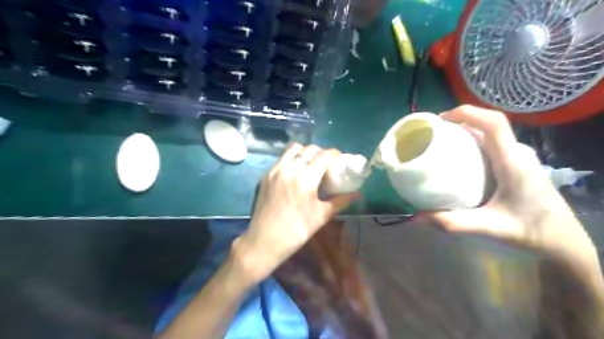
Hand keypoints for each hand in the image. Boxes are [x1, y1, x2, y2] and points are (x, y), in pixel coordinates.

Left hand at [231, 143, 353, 282]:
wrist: (264, 241)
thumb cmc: (296, 231)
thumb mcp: (321, 216)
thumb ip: (340, 201)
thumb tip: (356, 194)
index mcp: (305, 180)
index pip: (323, 155)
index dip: (335, 154)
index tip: (340, 160)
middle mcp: (289, 169)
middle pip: (309, 149)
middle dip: (321, 152)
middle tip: (327, 163)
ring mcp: (275, 170)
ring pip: (293, 149)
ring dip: (305, 152)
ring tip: (310, 164)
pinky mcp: (266, 175)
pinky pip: (282, 158)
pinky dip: (292, 158)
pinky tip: (296, 171)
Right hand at [424, 106, 598, 269]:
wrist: (562, 238)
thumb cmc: (530, 230)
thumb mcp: (490, 227)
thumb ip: (454, 222)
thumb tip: (419, 217)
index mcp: (513, 162)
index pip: (494, 124)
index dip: (467, 113)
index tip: (441, 119)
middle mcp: (518, 153)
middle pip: (489, 124)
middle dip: (460, 122)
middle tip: (434, 134)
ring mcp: (519, 156)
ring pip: (490, 133)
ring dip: (466, 131)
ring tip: (441, 142)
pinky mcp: (517, 162)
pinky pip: (492, 143)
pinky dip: (472, 142)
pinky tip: (459, 157)